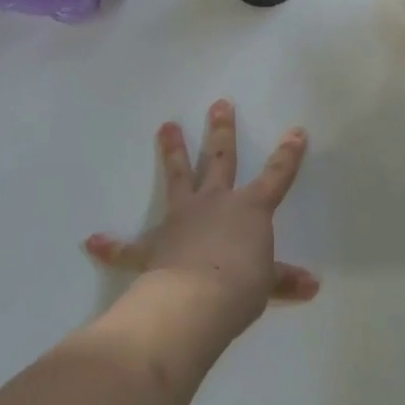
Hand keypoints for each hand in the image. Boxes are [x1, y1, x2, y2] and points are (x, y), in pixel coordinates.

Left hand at [83, 100, 319, 329]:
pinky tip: (92, 241)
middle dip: (221, 131)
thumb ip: (285, 280)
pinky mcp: (154, 246)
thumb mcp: (267, 283)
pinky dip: (111, 246)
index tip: (296, 130)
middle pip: (219, 159)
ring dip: (172, 152)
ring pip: (178, 178)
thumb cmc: (241, 287)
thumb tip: (313, 285)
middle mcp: (215, 203)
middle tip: (218, 103)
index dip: (288, 154)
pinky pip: (129, 247)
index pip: (276, 176)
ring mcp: (181, 219)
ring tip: (166, 126)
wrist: (196, 301)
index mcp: (249, 210)